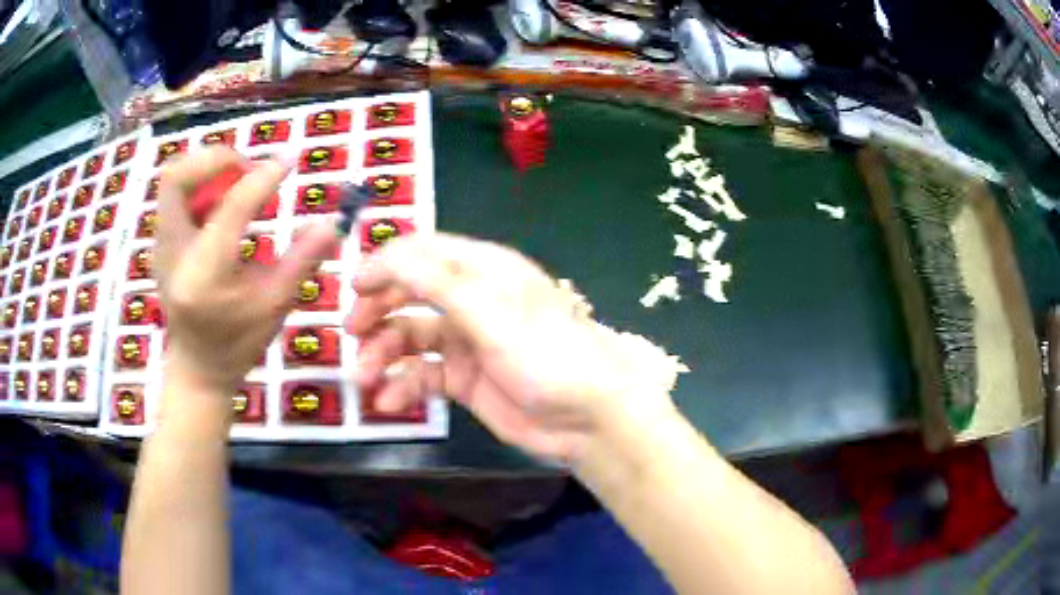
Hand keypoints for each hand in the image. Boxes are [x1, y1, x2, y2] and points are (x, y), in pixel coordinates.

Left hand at [156, 148, 337, 395]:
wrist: (197, 368)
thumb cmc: (238, 344)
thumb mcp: (276, 305)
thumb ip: (303, 259)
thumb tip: (334, 221)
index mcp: (206, 274)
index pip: (232, 207)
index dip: (263, 177)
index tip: (289, 161)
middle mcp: (174, 254)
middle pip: (178, 176)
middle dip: (217, 159)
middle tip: (249, 168)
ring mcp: (161, 247)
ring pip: (174, 180)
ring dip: (207, 169)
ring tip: (237, 183)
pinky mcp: (160, 244)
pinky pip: (175, 196)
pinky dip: (200, 185)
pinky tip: (222, 204)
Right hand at [347, 234, 680, 462]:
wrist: (586, 417)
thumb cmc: (544, 353)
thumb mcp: (489, 309)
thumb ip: (434, 280)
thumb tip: (384, 256)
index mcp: (482, 270)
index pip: (423, 253)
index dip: (386, 265)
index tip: (354, 287)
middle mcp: (470, 300)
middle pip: (410, 293)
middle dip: (378, 311)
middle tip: (351, 332)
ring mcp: (466, 342)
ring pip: (410, 338)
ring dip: (383, 354)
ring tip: (364, 378)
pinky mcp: (465, 380)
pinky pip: (423, 376)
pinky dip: (402, 386)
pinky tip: (388, 401)